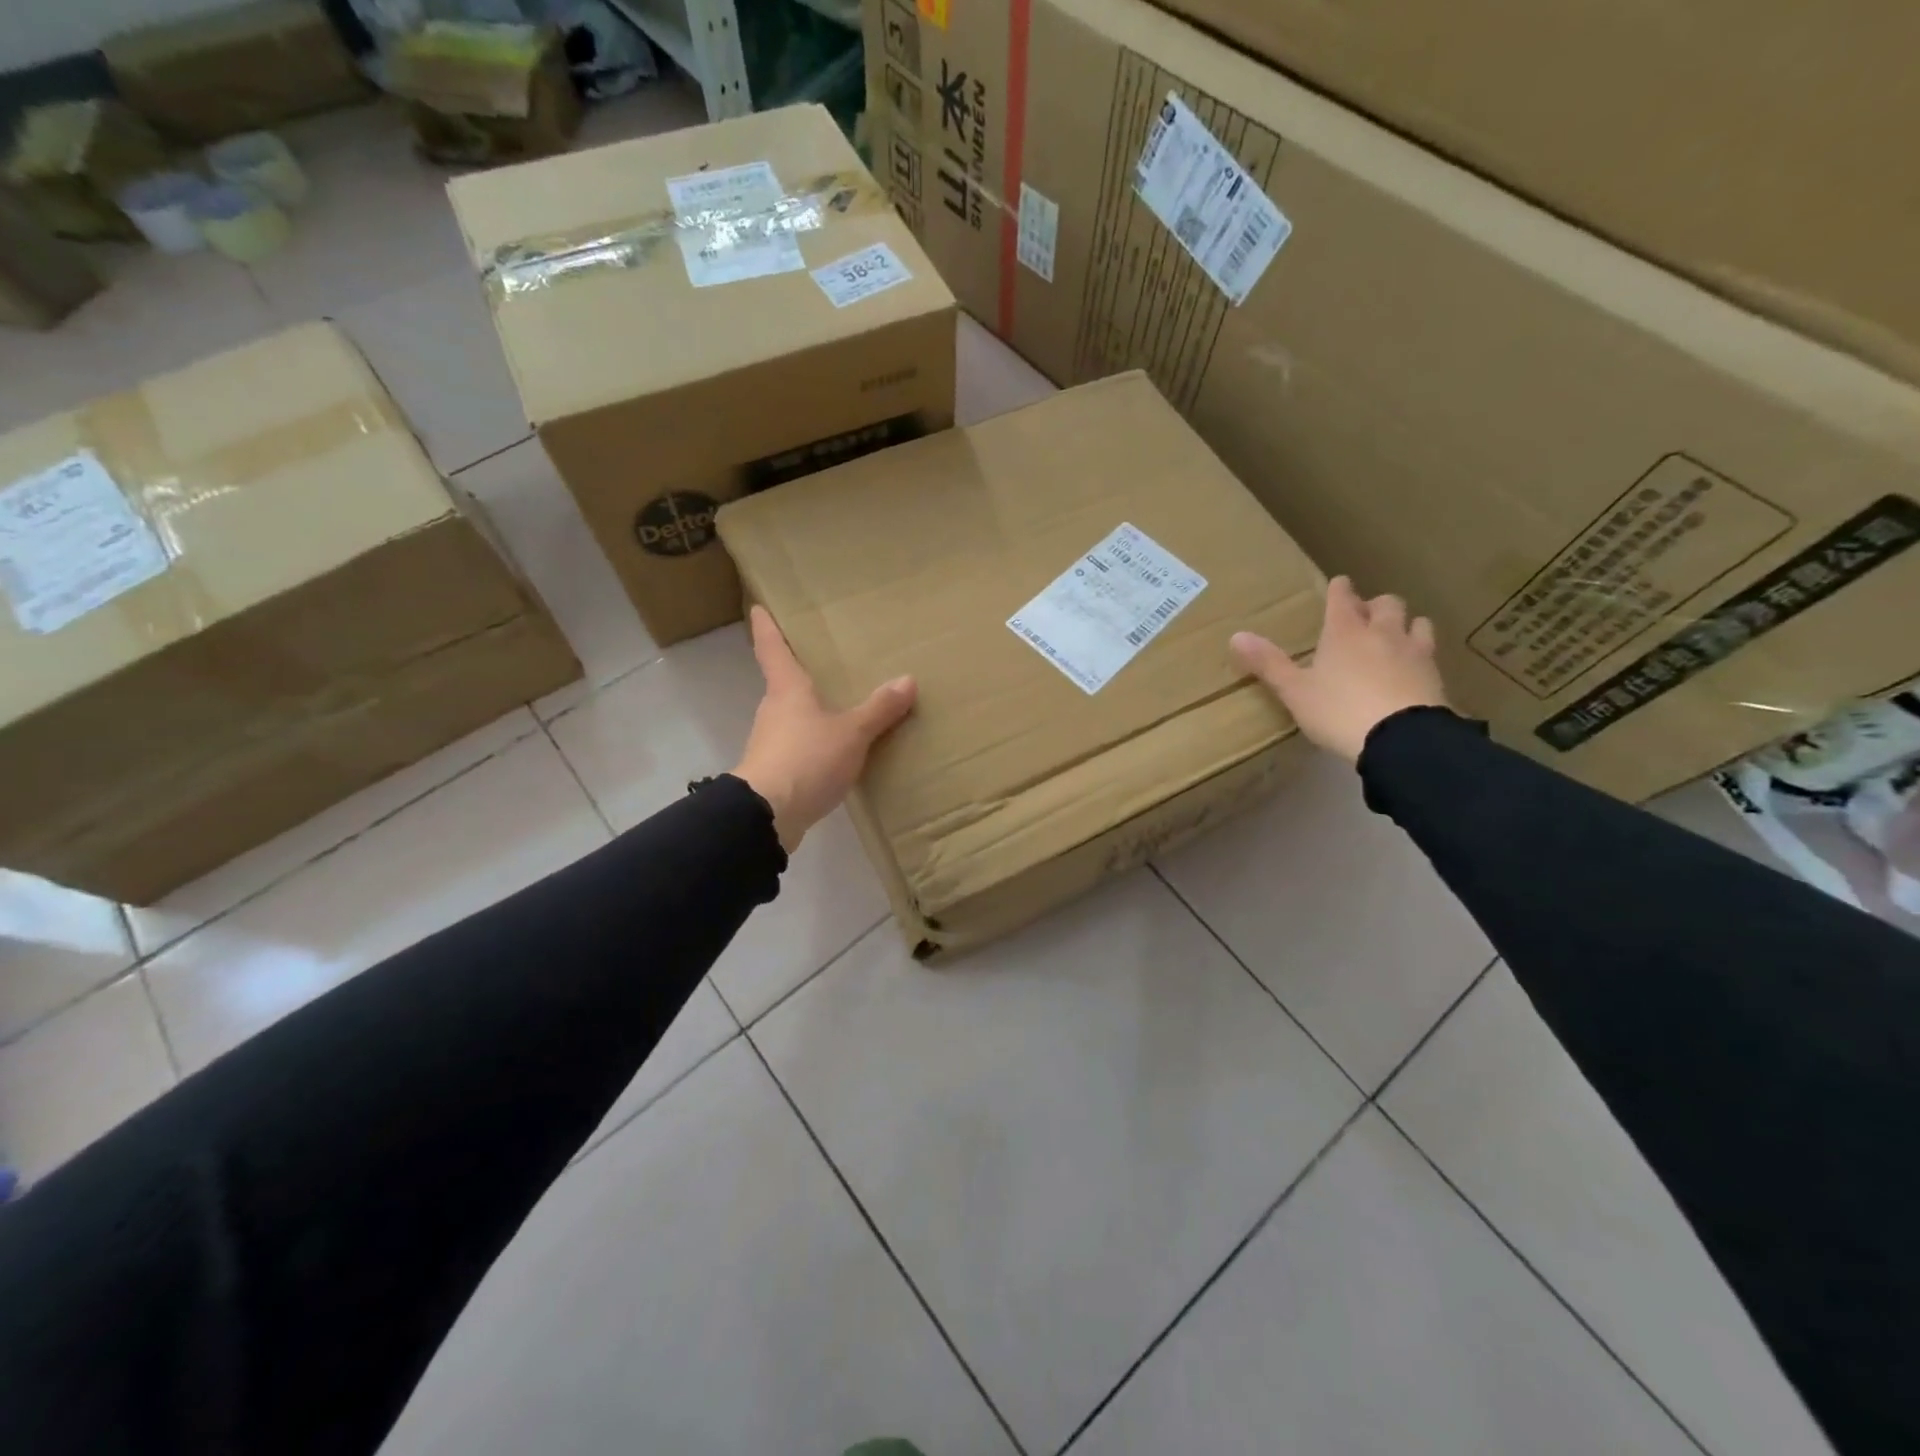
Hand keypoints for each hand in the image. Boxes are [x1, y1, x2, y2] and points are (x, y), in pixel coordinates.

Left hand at [732, 605, 917, 851]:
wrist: (767, 816)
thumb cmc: (806, 759)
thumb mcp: (852, 733)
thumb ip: (879, 709)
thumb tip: (907, 680)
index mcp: (787, 689)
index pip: (771, 648)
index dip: (767, 627)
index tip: (759, 608)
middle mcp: (774, 710)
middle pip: (783, 684)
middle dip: (800, 674)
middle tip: (824, 663)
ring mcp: (770, 743)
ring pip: (792, 718)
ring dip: (810, 713)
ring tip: (840, 709)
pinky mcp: (775, 772)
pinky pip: (799, 748)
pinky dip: (814, 745)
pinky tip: (836, 753)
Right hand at [1230, 575, 1449, 763]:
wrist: (1400, 738)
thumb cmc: (1339, 710)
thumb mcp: (1295, 691)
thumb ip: (1268, 663)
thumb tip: (1236, 635)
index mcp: (1344, 632)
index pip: (1342, 598)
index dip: (1339, 589)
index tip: (1339, 584)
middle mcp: (1382, 633)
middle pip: (1386, 604)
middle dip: (1375, 606)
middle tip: (1365, 617)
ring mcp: (1414, 652)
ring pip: (1417, 623)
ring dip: (1406, 625)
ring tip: (1396, 637)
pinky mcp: (1436, 676)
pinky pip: (1430, 654)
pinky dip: (1421, 655)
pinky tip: (1414, 669)